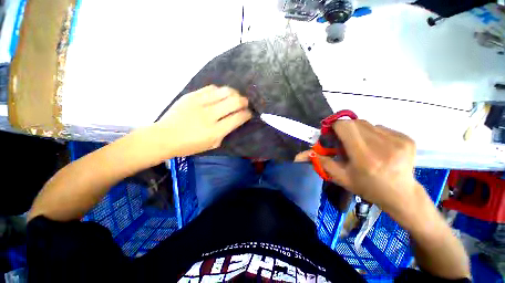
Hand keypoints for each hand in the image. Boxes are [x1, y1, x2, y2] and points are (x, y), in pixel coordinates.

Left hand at [155, 85, 251, 156]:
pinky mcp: (191, 95)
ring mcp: (200, 103)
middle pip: (234, 101)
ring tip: (234, 97)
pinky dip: (220, 91)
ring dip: (234, 93)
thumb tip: (236, 120)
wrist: (165, 137)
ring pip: (225, 91)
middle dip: (244, 101)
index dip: (247, 114)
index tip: (249, 113)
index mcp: (215, 131)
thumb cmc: (190, 145)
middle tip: (244, 104)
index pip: (238, 118)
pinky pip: (211, 88)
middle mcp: (210, 115)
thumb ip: (226, 132)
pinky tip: (220, 95)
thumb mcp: (213, 144)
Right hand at [298, 120, 419, 213]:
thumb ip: (321, 162)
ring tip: (362, 146)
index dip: (334, 127)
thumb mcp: (340, 177)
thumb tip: (301, 154)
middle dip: (345, 129)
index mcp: (365, 158)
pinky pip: (381, 128)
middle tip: (345, 142)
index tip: (332, 134)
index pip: (345, 126)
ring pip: (368, 124)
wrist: (401, 195)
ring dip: (359, 132)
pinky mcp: (407, 138)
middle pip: (355, 123)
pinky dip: (373, 134)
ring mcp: (398, 141)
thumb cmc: (367, 187)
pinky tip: (377, 147)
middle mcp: (383, 146)